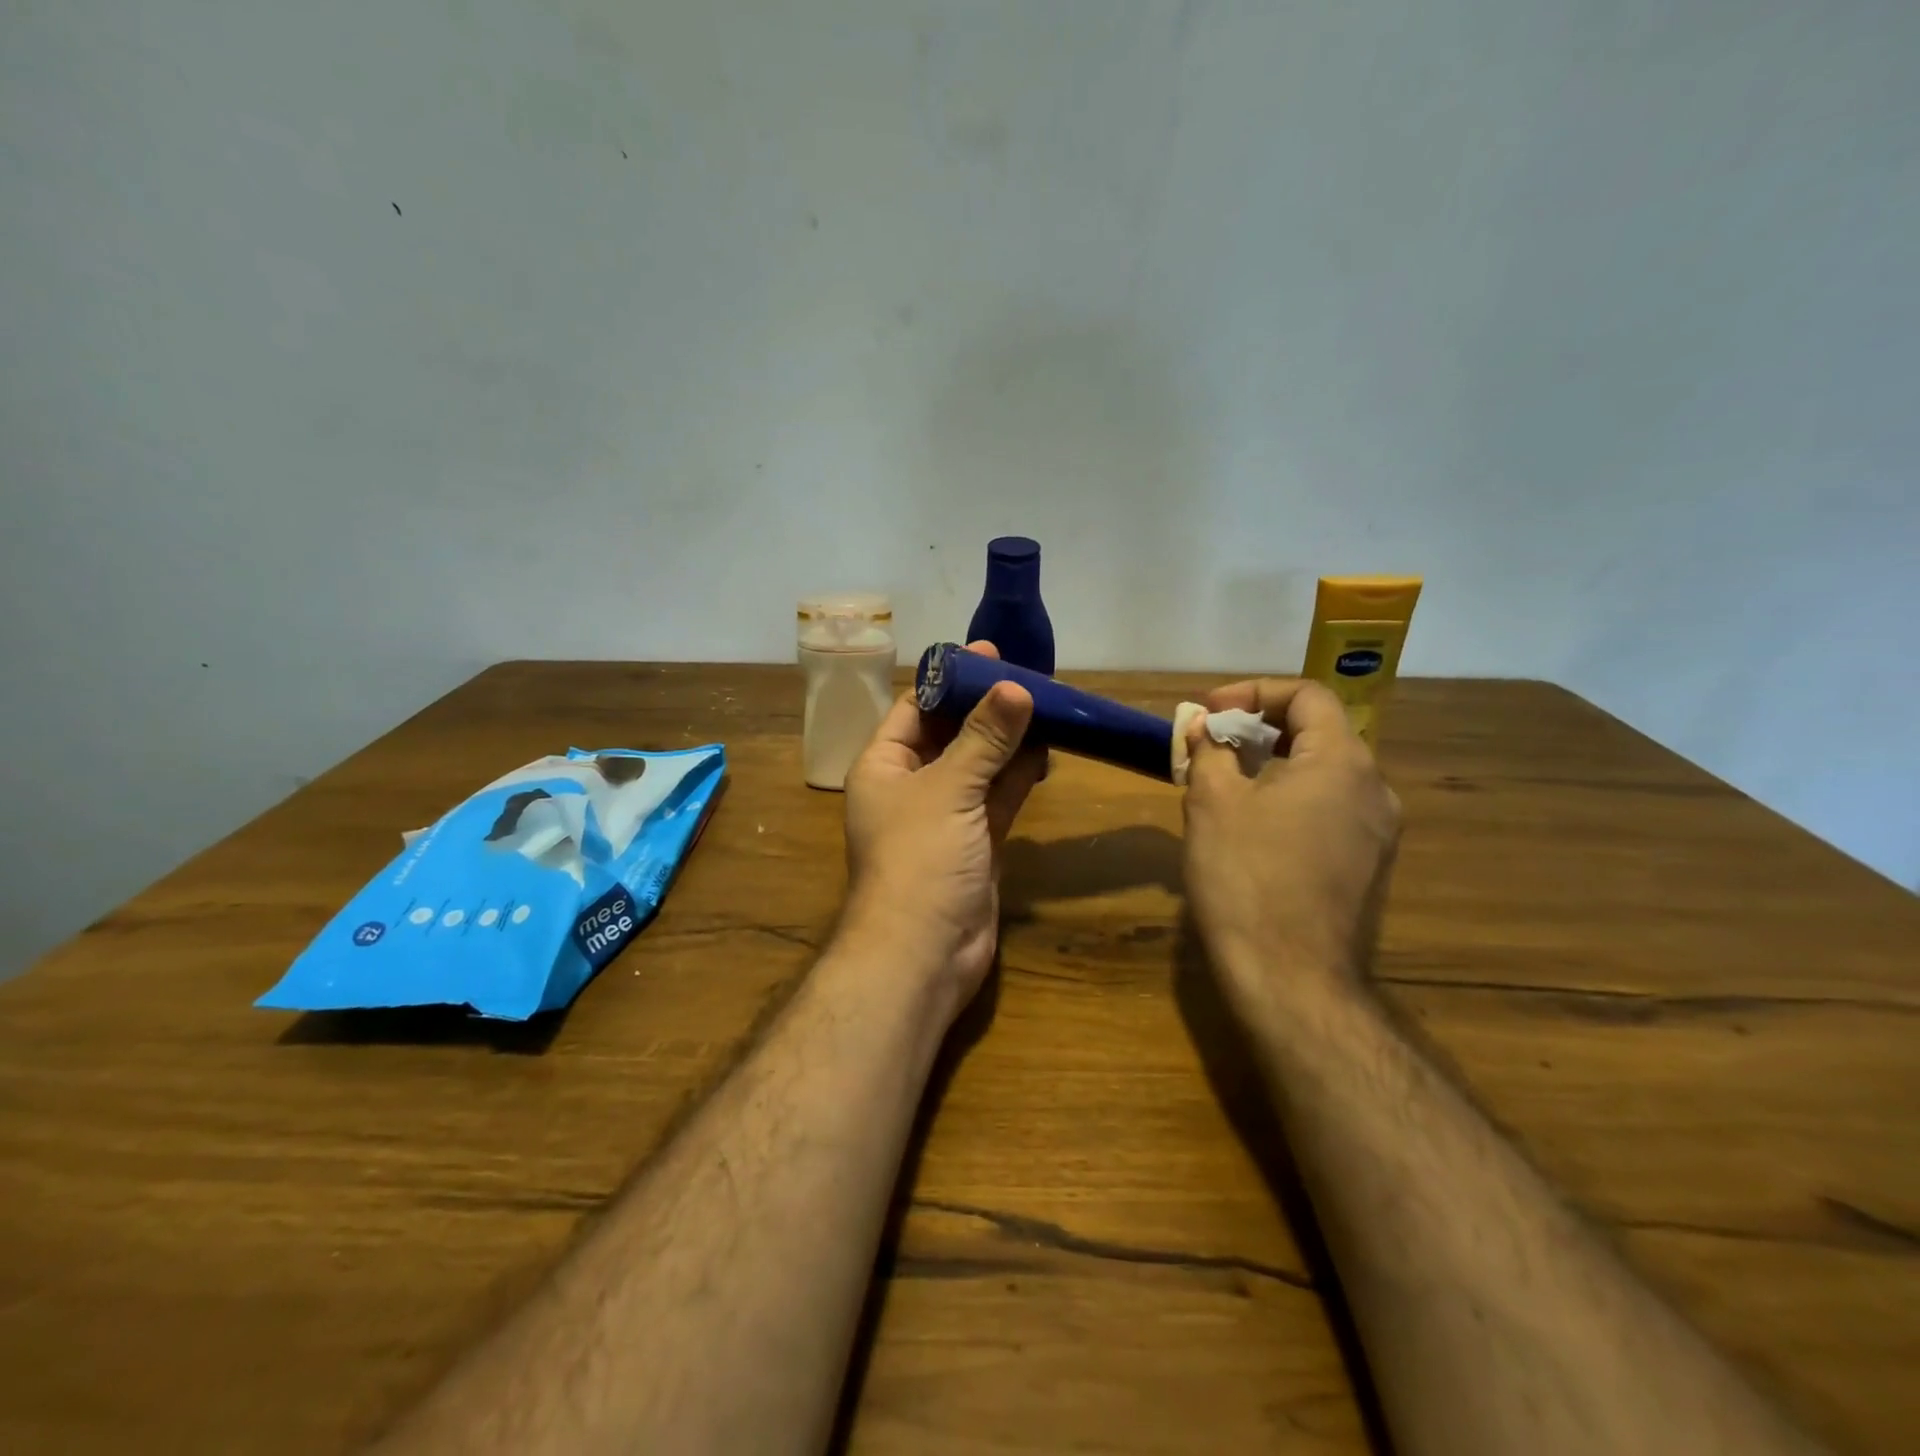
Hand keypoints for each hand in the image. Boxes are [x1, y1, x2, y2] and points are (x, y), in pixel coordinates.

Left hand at [841, 642, 1046, 1020]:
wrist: (924, 953)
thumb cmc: (919, 858)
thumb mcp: (949, 789)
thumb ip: (984, 739)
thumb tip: (1015, 688)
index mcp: (884, 765)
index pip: (915, 707)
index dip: (951, 680)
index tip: (992, 656)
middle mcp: (910, 785)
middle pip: (951, 734)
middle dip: (987, 708)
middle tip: (1031, 679)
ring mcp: (945, 815)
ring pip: (979, 765)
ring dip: (1008, 740)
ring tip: (1047, 707)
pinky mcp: (975, 841)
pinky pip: (997, 796)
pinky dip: (1018, 775)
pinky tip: (1046, 750)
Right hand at [1181, 679, 1400, 1013]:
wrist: (1290, 977)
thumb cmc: (1246, 876)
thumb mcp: (1212, 802)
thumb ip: (1209, 750)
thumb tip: (1203, 728)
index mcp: (1343, 762)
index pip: (1307, 696)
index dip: (1253, 693)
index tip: (1209, 713)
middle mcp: (1374, 790)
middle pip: (1319, 733)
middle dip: (1259, 728)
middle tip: (1212, 744)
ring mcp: (1377, 833)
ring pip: (1324, 774)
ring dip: (1273, 764)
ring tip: (1225, 782)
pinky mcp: (1368, 868)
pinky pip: (1329, 811)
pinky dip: (1290, 799)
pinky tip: (1252, 826)